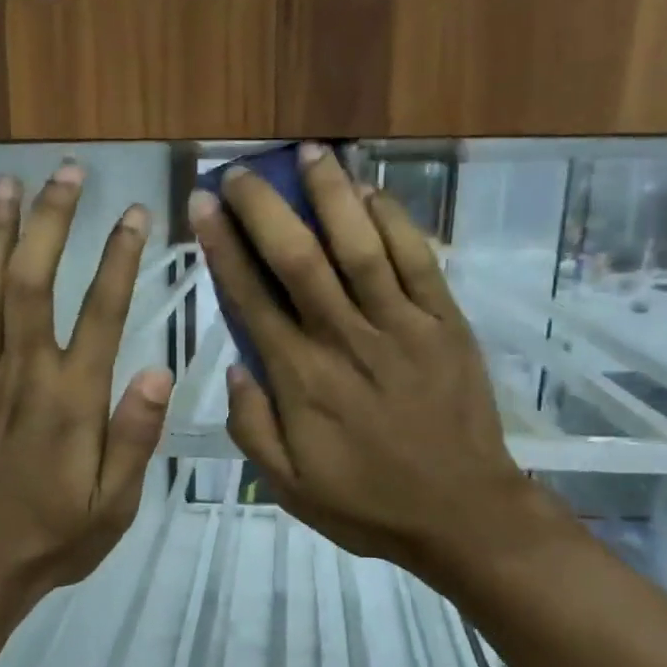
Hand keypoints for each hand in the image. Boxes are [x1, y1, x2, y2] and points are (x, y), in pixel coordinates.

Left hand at [0, 163, 172, 609]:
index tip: (136, 213)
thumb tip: (158, 370)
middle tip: (68, 173)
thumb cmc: (53, 536)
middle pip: (33, 278)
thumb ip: (135, 437)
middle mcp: (22, 373)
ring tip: (10, 184)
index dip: (119, 257)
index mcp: (70, 400)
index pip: (100, 311)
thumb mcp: (114, 504)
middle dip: (52, 220)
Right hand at [189, 144, 558, 584]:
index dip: (223, 248)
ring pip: (359, 245)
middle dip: (265, 207)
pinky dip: (394, 221)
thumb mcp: (289, 487)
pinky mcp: (444, 323)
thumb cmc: (367, 503)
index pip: (251, 299)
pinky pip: (417, 260)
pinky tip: (372, 192)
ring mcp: (401, 326)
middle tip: (242, 170)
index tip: (204, 205)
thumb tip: (233, 368)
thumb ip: (252, 427)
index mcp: (301, 379)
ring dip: (331, 194)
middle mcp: (345, 339)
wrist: (461, 513)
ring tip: (308, 153)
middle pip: (298, 258)